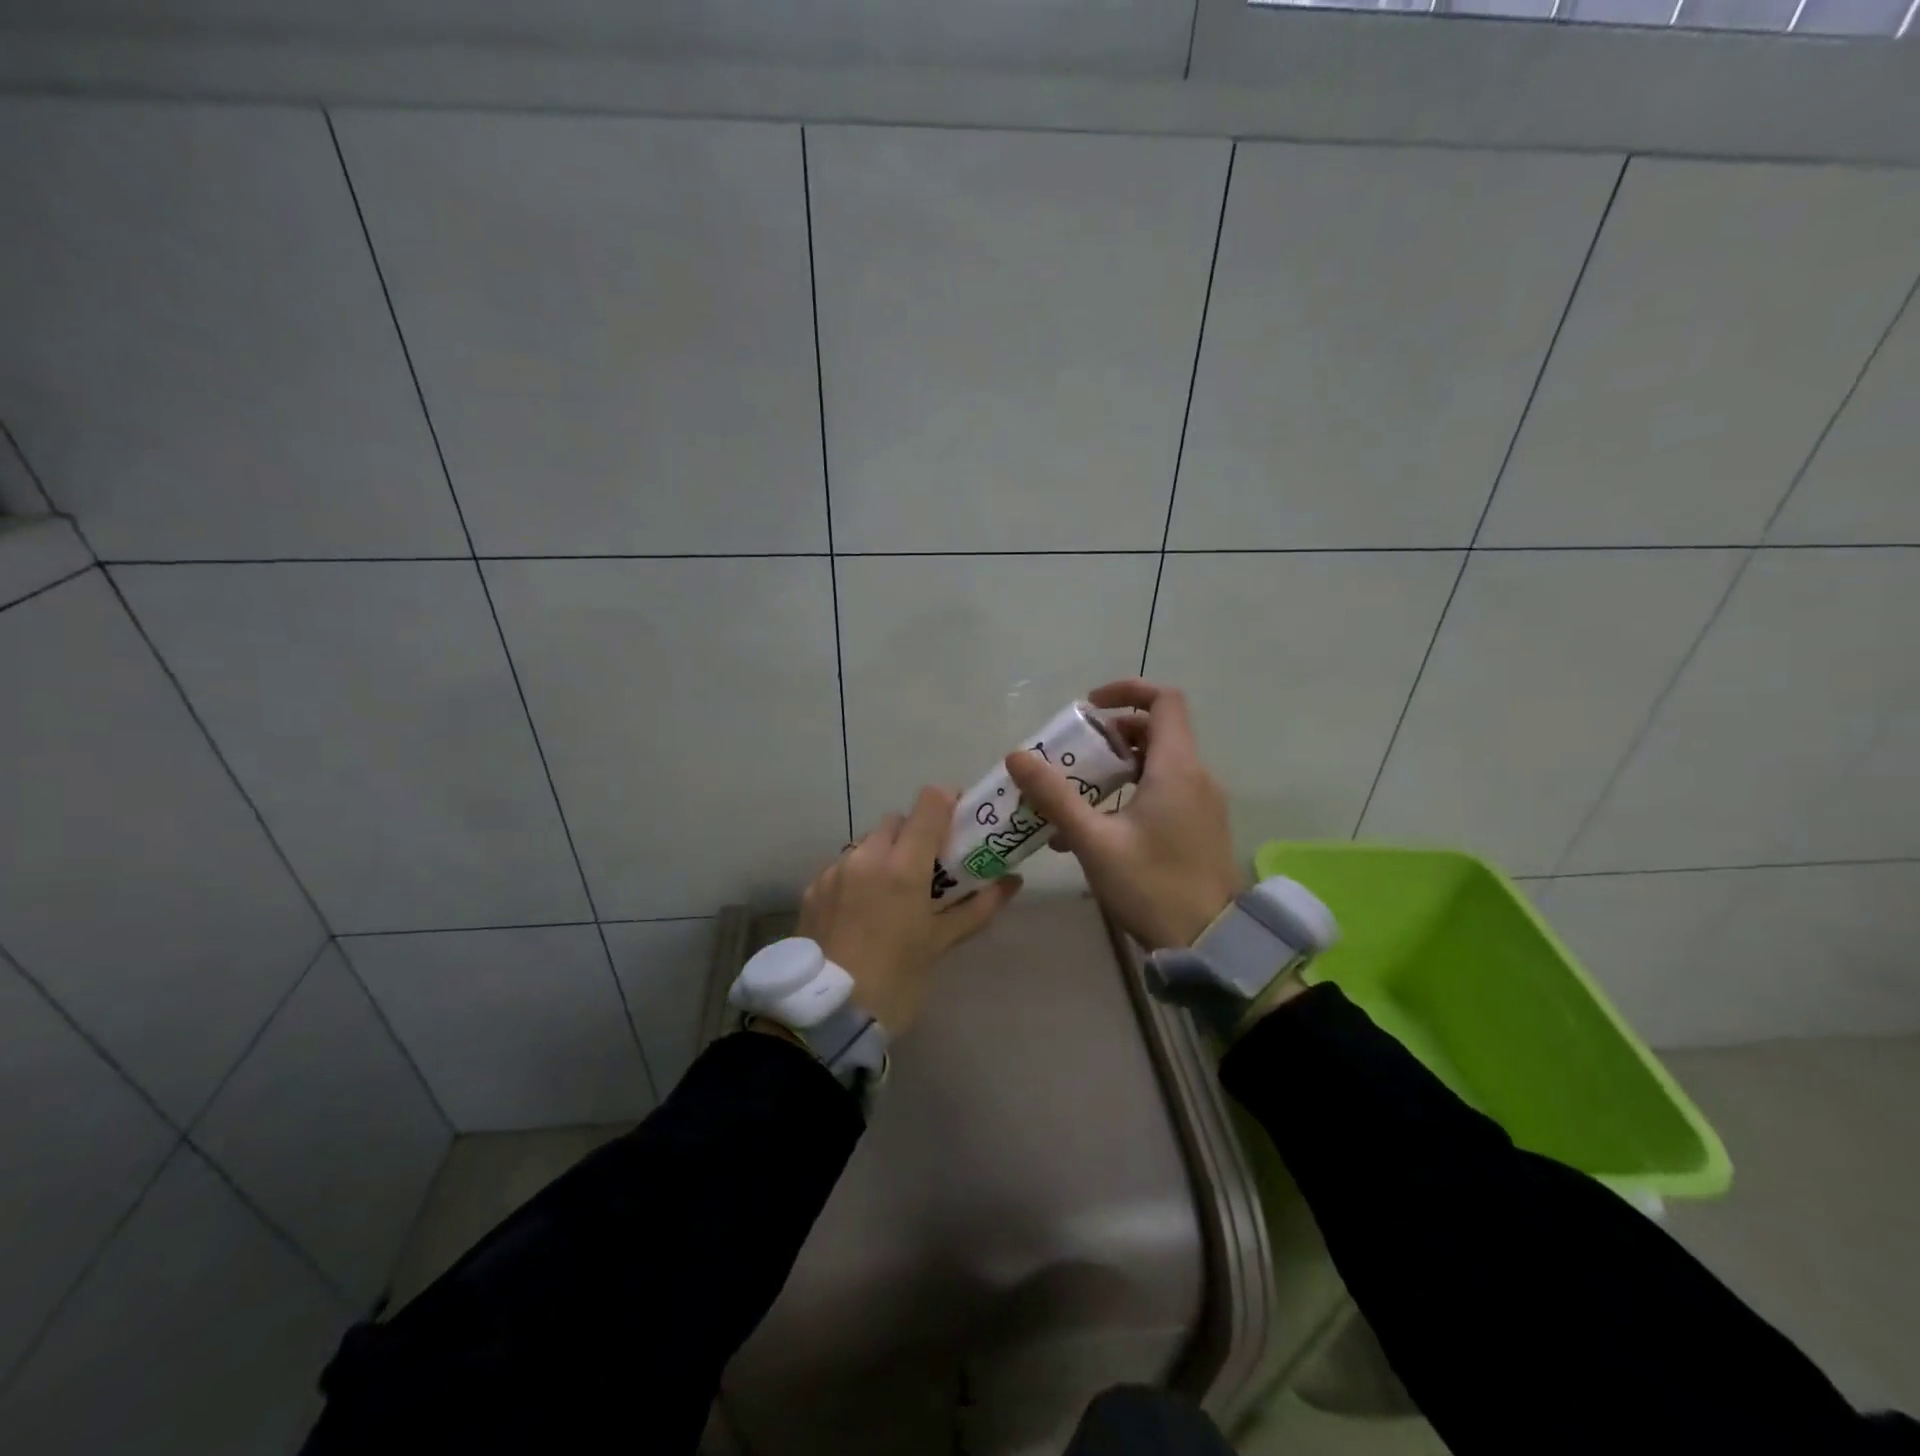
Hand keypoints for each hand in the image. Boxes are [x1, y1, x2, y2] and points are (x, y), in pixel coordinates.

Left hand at [796, 786, 1021, 1035]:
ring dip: (885, 853)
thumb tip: (1012, 882)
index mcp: (903, 865)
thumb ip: (978, 907)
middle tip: (928, 868)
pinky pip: (843, 865)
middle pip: (897, 820)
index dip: (947, 803)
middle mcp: (867, 856)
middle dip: (915, 834)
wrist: (827, 1015)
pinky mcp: (813, 888)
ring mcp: (835, 870)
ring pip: (867, 842)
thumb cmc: (896, 980)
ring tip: (893, 893)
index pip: (929, 802)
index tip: (958, 824)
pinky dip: (858, 875)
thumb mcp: (940, 944)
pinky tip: (862, 910)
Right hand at [1006, 679, 1242, 950]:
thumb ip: (1055, 796)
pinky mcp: (1201, 827)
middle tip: (1075, 755)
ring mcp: (1203, 803)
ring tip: (1077, 793)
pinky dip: (1132, 792)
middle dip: (1112, 735)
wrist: (1210, 944)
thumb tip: (1017, 756)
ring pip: (1159, 764)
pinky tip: (1098, 828)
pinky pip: (1166, 791)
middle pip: (1157, 731)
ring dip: (1118, 767)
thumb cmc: (1151, 885)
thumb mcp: (1093, 840)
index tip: (1089, 709)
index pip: (1164, 700)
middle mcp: (1196, 776)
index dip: (1127, 691)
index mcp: (1176, 768)